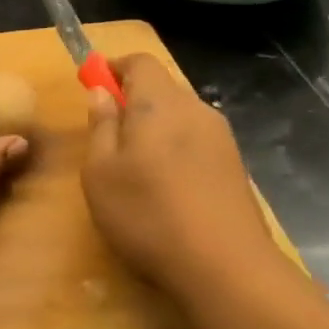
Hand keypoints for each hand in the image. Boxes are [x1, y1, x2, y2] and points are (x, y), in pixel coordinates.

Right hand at [82, 54, 293, 297]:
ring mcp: (221, 139)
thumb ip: (100, 126)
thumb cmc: (146, 213)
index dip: (114, 67)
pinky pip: (196, 143)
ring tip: (134, 169)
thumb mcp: (100, 172)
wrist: (225, 267)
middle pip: (162, 88)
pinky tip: (166, 189)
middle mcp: (196, 110)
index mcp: (160, 103)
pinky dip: (175, 152)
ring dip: (155, 129)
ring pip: (180, 117)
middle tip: (107, 136)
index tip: (93, 86)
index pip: (140, 61)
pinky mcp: (235, 168)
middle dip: (133, 101)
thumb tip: (100, 93)